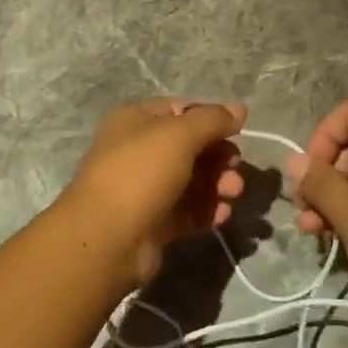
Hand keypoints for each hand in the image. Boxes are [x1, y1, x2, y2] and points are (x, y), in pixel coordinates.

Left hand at [60, 99, 247, 287]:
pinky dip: (207, 210)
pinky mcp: (153, 222)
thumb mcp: (179, 135)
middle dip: (218, 156)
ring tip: (233, 193)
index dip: (210, 119)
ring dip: (217, 184)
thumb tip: (240, 109)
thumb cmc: (141, 173)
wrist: (107, 238)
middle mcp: (138, 151)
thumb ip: (212, 120)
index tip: (236, 132)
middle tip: (236, 168)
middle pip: (189, 147)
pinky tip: (222, 215)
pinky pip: (187, 211)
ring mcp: (144, 189)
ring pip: (191, 180)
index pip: (180, 110)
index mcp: (136, 121)